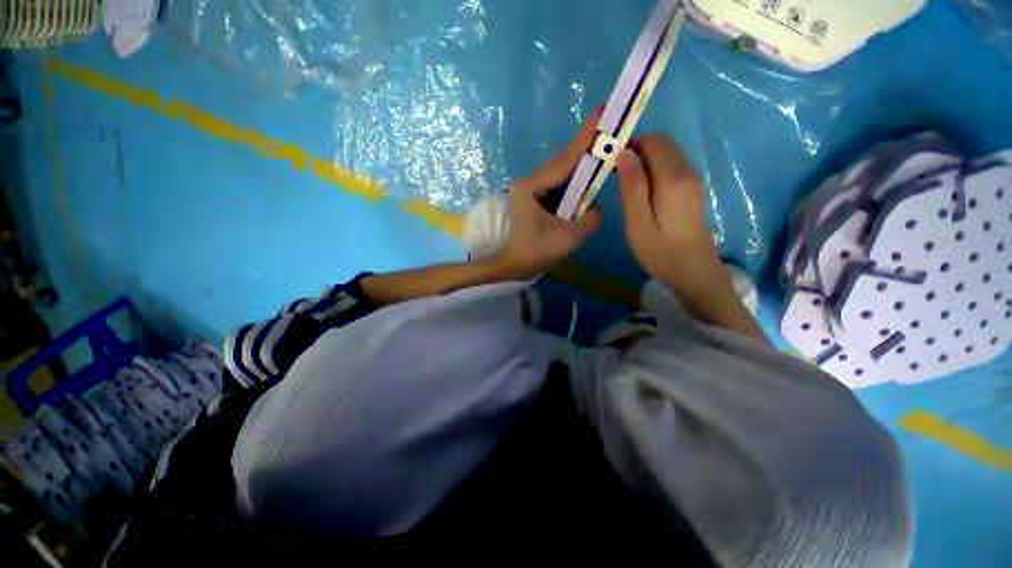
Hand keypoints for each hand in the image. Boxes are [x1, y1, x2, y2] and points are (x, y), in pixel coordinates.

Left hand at [493, 111, 603, 278]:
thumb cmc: (537, 252)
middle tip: (611, 131)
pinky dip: (575, 181)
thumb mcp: (569, 237)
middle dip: (587, 148)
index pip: (564, 161)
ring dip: (583, 165)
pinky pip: (560, 184)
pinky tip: (589, 178)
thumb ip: (591, 218)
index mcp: (531, 187)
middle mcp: (530, 182)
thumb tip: (597, 206)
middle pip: (563, 162)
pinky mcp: (537, 197)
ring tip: (604, 151)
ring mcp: (532, 189)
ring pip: (562, 172)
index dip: (586, 138)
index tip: (602, 112)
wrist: (516, 265)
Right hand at [616, 136, 720, 289]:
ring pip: (667, 155)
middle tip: (613, 171)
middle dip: (636, 150)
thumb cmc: (662, 253)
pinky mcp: (692, 191)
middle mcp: (688, 173)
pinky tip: (640, 189)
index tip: (609, 159)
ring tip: (622, 181)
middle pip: (663, 145)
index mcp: (674, 180)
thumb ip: (632, 187)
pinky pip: (672, 168)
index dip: (631, 143)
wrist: (695, 274)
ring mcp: (693, 182)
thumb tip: (624, 154)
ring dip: (644, 160)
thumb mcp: (639, 223)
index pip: (654, 142)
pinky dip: (653, 169)